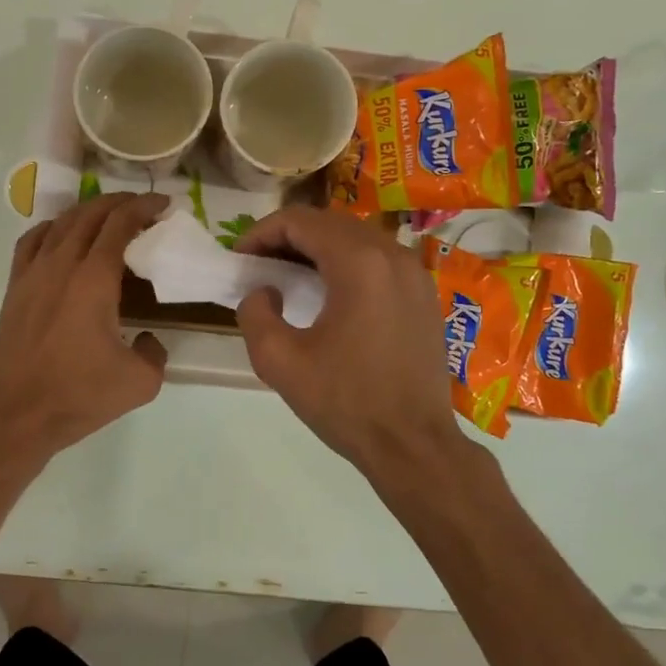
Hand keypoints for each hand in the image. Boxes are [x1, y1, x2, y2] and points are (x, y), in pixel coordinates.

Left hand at [0, 193, 169, 463]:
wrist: (14, 416)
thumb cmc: (78, 397)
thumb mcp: (140, 382)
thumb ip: (155, 352)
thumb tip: (148, 339)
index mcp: (94, 279)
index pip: (120, 224)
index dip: (143, 207)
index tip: (163, 205)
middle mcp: (61, 265)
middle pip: (90, 214)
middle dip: (119, 203)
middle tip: (141, 208)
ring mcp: (32, 274)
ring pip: (60, 223)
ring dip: (87, 212)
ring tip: (106, 218)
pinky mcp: (14, 289)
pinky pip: (32, 242)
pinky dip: (52, 229)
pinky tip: (61, 238)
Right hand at [235, 206, 461, 472]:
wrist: (413, 444)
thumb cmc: (345, 402)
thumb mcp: (279, 361)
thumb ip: (255, 314)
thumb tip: (264, 292)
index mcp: (358, 264)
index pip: (300, 221)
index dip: (261, 233)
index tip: (240, 258)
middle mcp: (392, 255)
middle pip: (330, 223)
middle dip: (288, 237)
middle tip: (259, 266)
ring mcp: (415, 273)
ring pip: (357, 238)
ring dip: (318, 248)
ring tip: (289, 278)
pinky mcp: (425, 295)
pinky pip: (379, 260)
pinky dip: (347, 263)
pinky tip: (330, 295)